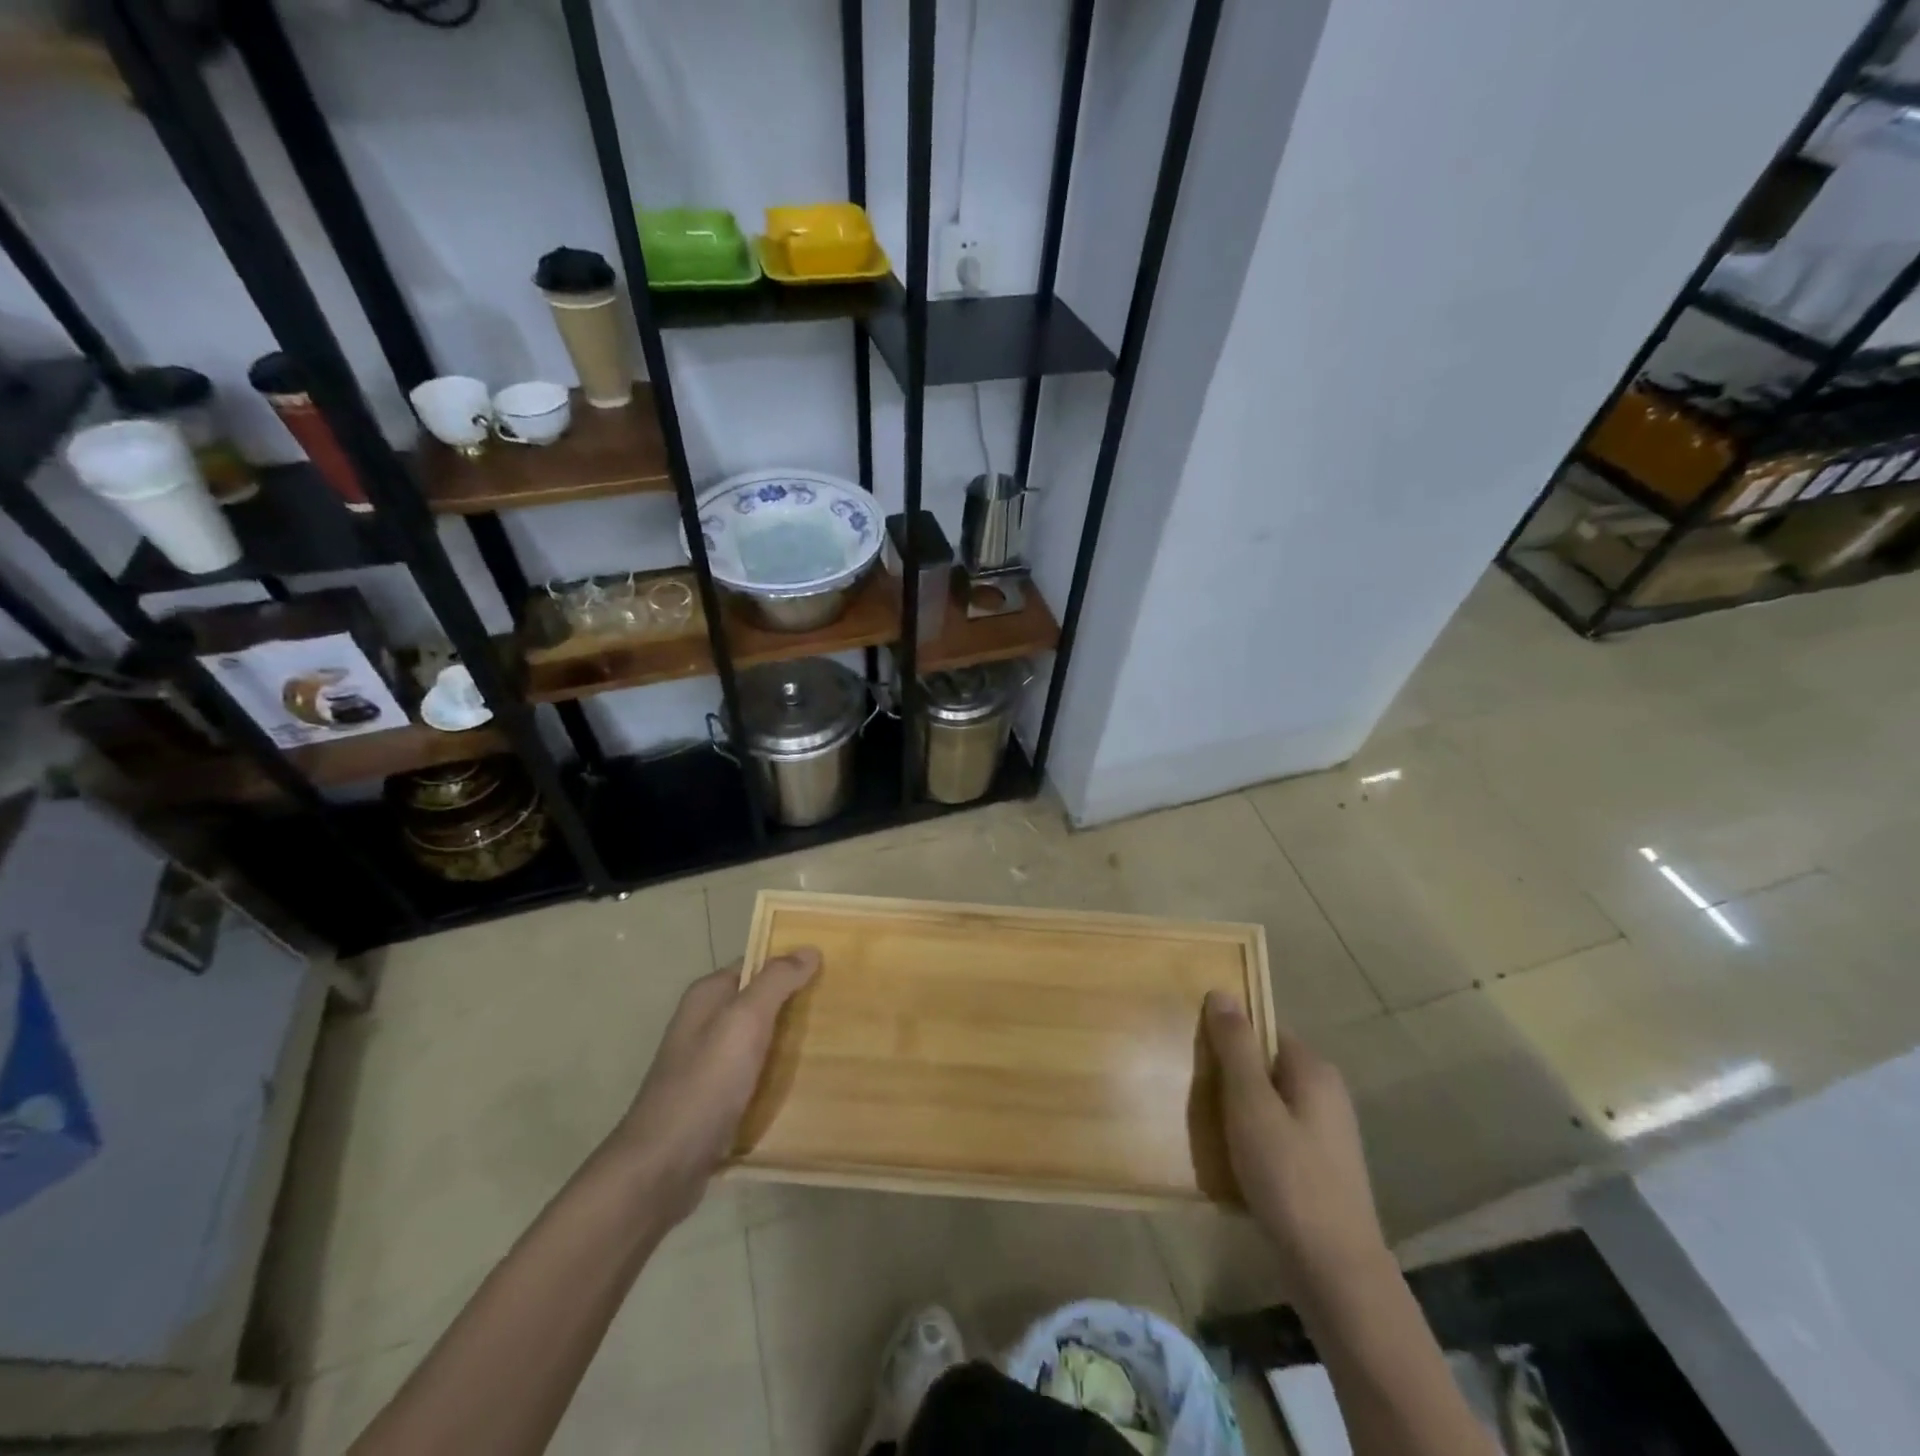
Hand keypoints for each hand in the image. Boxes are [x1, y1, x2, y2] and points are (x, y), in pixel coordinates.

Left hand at [614, 948, 819, 1220]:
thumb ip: (775, 982)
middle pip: (761, 1002)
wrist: (663, 1168)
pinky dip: (780, 1076)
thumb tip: (809, 949)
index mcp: (708, 996)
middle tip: (843, 1006)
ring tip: (837, 1042)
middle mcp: (706, 1024)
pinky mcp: (718, 1100)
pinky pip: (758, 1076)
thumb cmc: (705, 1084)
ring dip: (793, 1042)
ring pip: (762, 1041)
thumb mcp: (744, 1021)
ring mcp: (710, 1064)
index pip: (757, 964)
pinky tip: (810, 1082)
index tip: (834, 968)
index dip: (792, 963)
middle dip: (798, 1003)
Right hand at [1205, 992, 1391, 1304]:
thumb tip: (1222, 992)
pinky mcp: (1319, 1167)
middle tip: (1193, 1090)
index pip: (1264, 1031)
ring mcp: (1326, 1134)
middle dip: (1228, 1076)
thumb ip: (1236, 1047)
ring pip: (1268, 1103)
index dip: (1228, 1037)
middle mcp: (1326, 1094)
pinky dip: (1251, 1139)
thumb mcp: (1251, 1104)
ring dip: (1236, 1111)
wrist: (1335, 1271)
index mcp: (1314, 1070)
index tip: (1195, 1053)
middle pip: (1265, 1066)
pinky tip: (1229, 1159)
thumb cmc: (1289, 1177)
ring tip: (1204, 1126)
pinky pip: (1275, 1134)